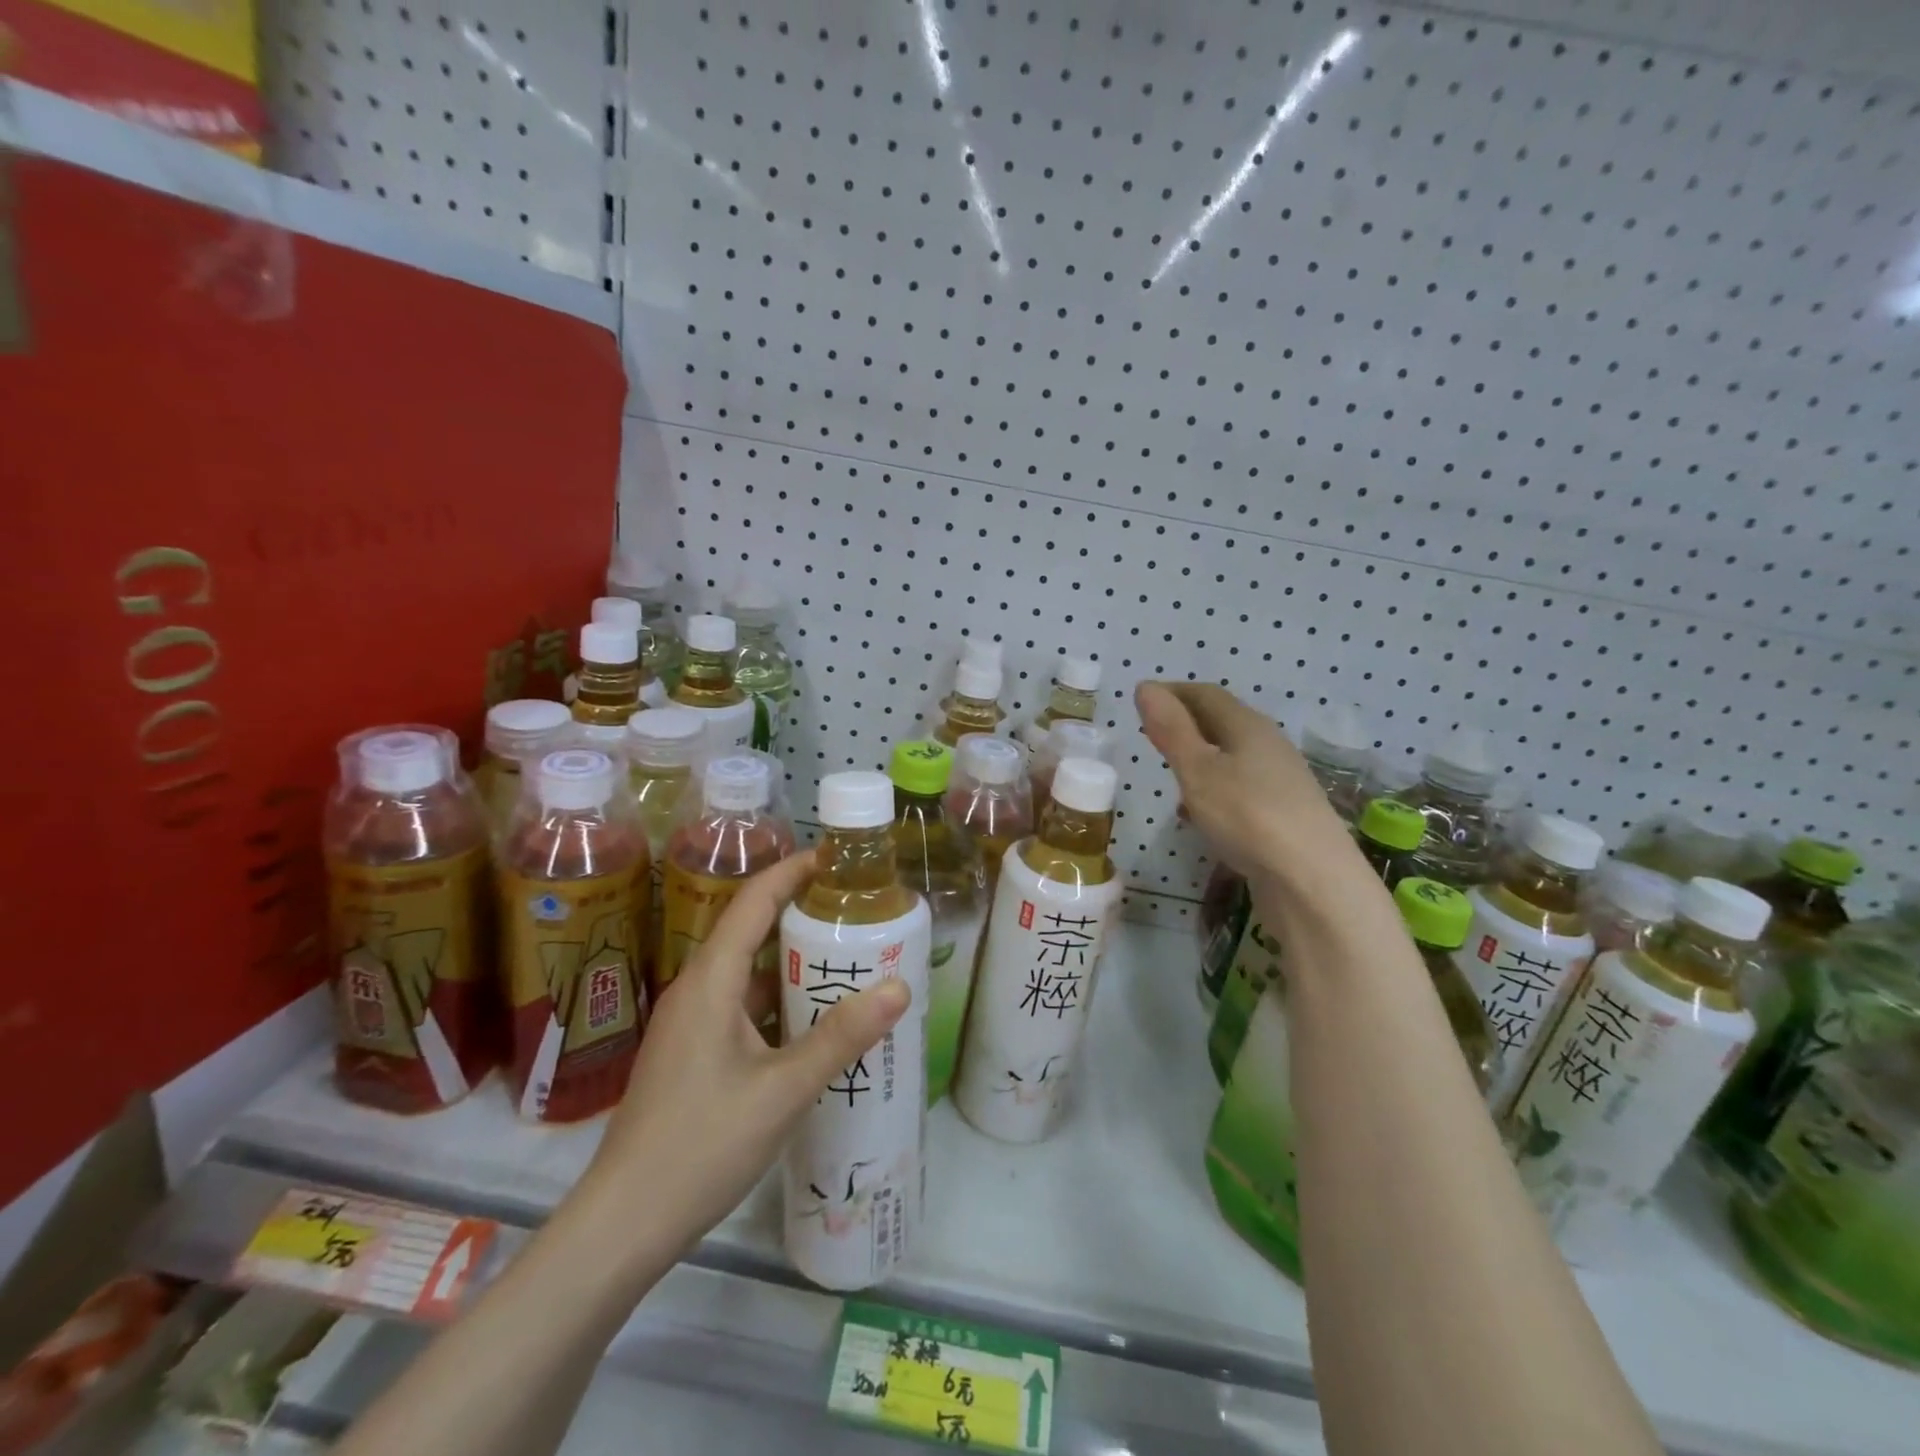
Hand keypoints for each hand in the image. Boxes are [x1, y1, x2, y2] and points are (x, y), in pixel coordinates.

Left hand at [581, 851, 910, 1263]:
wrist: (623, 1224)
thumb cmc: (701, 1145)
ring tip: (849, 956)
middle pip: (752, 929)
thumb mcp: (783, 1090)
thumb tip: (899, 987)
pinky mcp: (693, 1052)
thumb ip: (841, 1037)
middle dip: (803, 912)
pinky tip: (814, 1020)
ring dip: (794, 959)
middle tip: (859, 910)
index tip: (839, 858)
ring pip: (748, 971)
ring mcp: (691, 1022)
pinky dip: (780, 998)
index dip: (794, 870)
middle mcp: (697, 988)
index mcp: (711, 980)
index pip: (754, 900)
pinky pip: (742, 1004)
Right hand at [1136, 681, 1358, 886]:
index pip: (1206, 695)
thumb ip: (1171, 730)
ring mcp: (1280, 782)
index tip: (1143, 699)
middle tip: (1153, 733)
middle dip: (1187, 722)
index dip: (1173, 692)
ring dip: (1200, 758)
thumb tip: (1145, 687)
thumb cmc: (1248, 816)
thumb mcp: (1198, 771)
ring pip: (1232, 757)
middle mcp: (1269, 746)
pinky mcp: (1283, 816)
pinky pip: (1240, 789)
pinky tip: (1200, 814)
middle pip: (1223, 723)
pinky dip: (1213, 789)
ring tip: (1171, 772)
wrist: (1313, 882)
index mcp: (1248, 726)